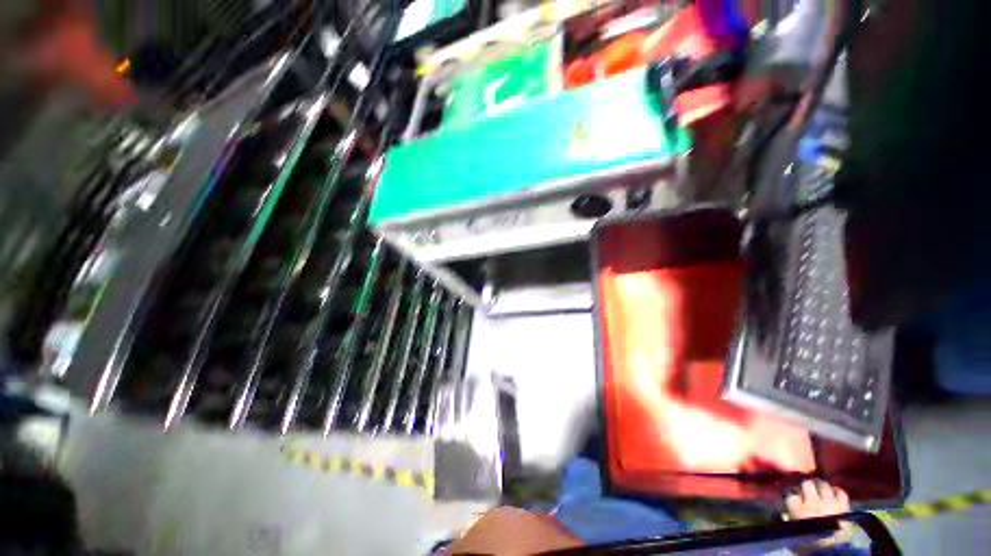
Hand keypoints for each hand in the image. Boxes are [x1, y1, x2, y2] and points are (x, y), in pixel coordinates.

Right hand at [785, 479, 853, 549]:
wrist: (834, 553)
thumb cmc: (811, 543)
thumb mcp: (794, 533)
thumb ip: (787, 517)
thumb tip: (782, 507)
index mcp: (799, 511)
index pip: (790, 492)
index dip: (790, 492)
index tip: (791, 494)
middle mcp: (814, 504)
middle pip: (807, 483)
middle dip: (805, 483)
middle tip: (804, 486)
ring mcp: (830, 504)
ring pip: (823, 485)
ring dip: (820, 485)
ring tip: (818, 488)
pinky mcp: (844, 507)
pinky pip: (840, 492)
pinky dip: (836, 490)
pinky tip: (833, 493)